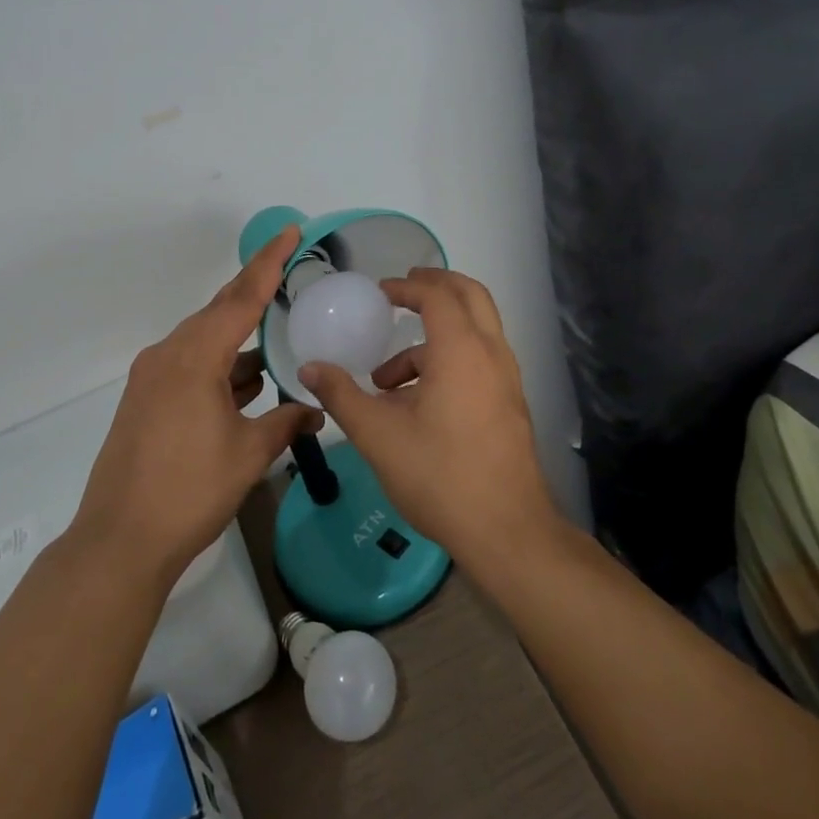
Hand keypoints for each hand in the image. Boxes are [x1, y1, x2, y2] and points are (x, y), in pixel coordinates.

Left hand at [72, 225, 321, 583]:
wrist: (120, 540)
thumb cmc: (189, 491)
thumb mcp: (248, 454)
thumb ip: (286, 423)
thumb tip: (316, 411)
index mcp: (195, 357)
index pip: (241, 297)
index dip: (269, 262)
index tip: (291, 232)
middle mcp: (169, 354)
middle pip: (219, 311)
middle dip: (255, 291)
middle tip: (290, 270)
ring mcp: (152, 376)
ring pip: (204, 339)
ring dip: (239, 337)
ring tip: (277, 331)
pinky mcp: (145, 399)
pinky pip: (190, 363)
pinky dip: (221, 364)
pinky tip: (247, 379)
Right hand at [300, 267, 560, 571]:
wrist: (506, 531)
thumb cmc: (439, 475)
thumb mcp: (378, 435)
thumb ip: (342, 395)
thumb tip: (309, 369)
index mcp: (461, 350)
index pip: (437, 295)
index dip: (407, 287)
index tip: (380, 292)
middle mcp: (491, 354)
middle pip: (470, 296)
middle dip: (435, 287)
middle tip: (402, 292)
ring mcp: (506, 380)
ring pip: (474, 332)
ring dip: (433, 337)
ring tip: (385, 379)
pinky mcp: (509, 404)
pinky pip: (479, 361)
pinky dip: (448, 361)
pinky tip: (414, 405)